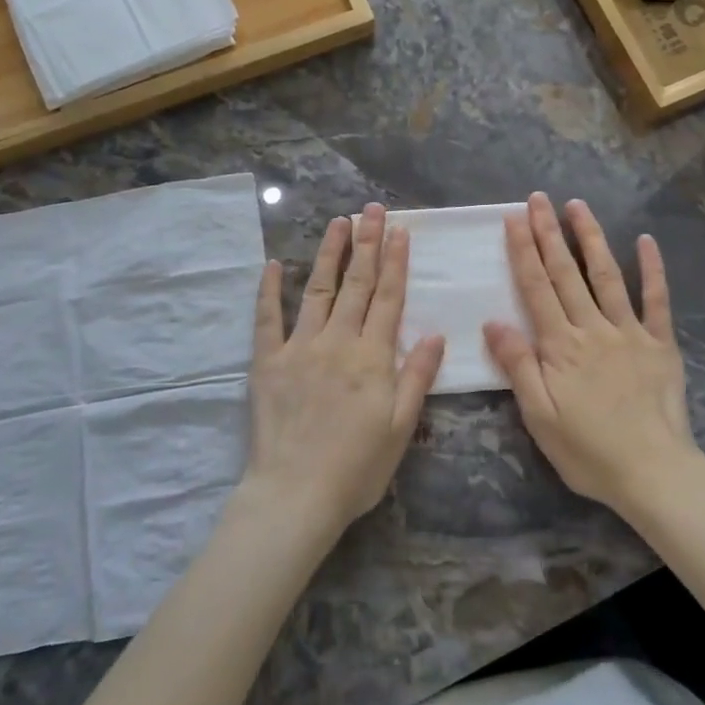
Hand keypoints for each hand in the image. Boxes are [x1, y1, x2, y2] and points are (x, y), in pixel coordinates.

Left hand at [243, 203, 444, 533]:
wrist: (296, 494)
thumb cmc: (357, 468)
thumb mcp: (401, 427)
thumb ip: (417, 377)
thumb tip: (437, 334)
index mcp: (372, 357)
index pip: (388, 298)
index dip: (395, 262)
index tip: (400, 230)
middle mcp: (338, 341)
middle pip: (357, 284)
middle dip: (367, 243)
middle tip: (372, 209)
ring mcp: (300, 347)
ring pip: (317, 289)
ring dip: (329, 253)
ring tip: (338, 222)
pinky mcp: (268, 361)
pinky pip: (267, 318)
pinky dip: (268, 290)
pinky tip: (272, 265)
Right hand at [483, 193, 702, 518]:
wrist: (654, 474)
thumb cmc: (588, 451)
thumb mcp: (539, 417)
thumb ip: (518, 366)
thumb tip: (493, 322)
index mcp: (561, 346)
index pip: (536, 289)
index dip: (523, 251)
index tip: (514, 218)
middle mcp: (593, 328)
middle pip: (566, 273)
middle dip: (549, 233)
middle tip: (538, 198)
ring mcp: (630, 332)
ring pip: (607, 276)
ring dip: (591, 238)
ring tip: (578, 206)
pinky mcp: (660, 344)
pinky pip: (657, 300)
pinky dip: (653, 269)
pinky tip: (646, 241)